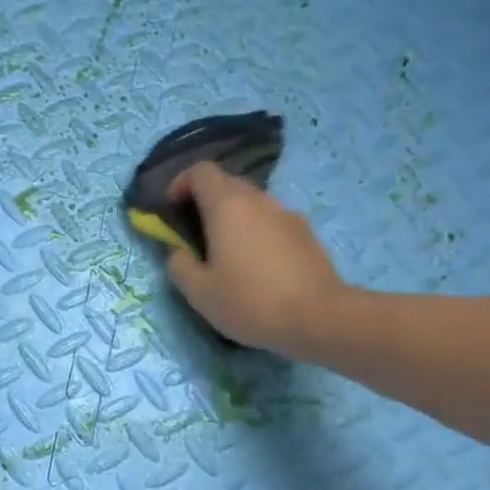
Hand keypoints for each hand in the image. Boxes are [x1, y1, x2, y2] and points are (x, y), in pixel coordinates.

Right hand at [165, 163, 347, 355]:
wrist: (318, 317)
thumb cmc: (250, 302)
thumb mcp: (200, 293)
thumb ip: (179, 266)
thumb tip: (178, 252)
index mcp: (228, 206)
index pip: (201, 171)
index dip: (180, 183)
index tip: (171, 209)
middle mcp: (259, 200)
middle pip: (227, 183)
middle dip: (206, 201)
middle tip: (195, 234)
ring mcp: (287, 214)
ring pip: (252, 203)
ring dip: (234, 218)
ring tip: (227, 253)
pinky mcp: (306, 234)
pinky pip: (272, 222)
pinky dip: (257, 232)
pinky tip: (258, 267)